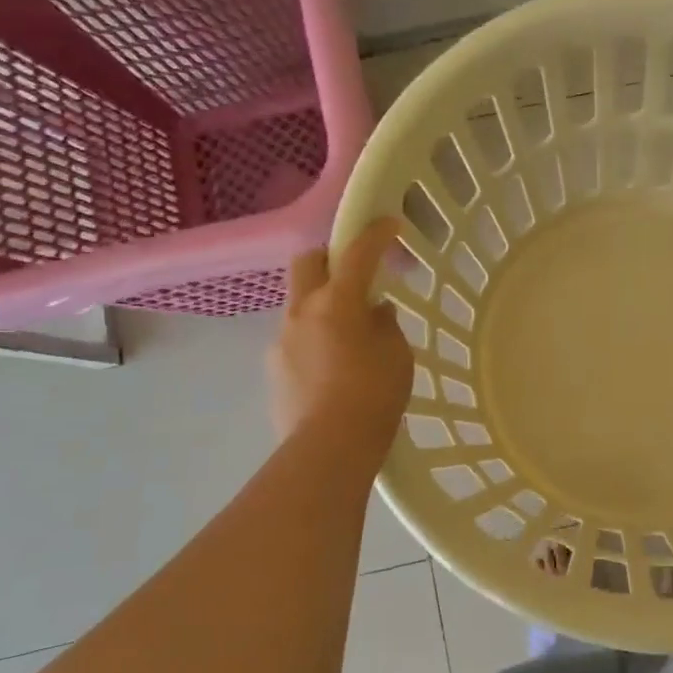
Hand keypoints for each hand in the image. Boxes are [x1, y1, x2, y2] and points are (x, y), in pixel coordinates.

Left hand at [270, 217, 413, 454]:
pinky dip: (315, 336)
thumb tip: (375, 312)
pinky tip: (334, 364)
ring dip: (323, 302)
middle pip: (308, 262)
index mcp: (337, 301)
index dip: (375, 233)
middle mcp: (302, 311)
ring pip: (300, 302)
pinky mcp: (275, 367)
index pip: (357, 252)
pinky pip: (296, 336)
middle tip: (355, 272)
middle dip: (331, 256)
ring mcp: (282, 339)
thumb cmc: (374, 395)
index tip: (390, 223)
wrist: (328, 448)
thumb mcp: (397, 356)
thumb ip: (385, 325)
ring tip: (349, 331)